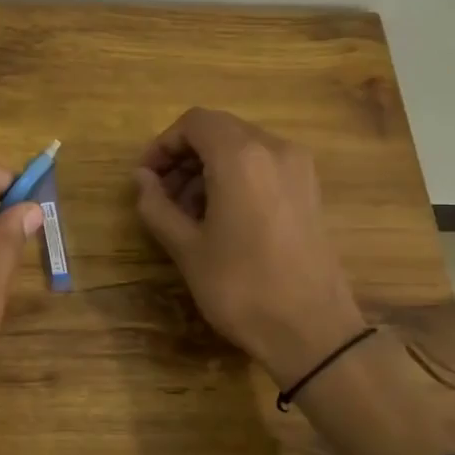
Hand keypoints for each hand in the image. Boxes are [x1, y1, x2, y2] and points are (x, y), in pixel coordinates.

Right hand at [134, 108, 364, 386]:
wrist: (312, 331)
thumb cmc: (241, 287)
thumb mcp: (186, 247)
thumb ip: (156, 205)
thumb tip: (142, 179)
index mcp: (241, 157)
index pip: (194, 123)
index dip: (163, 145)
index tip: (146, 178)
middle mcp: (275, 149)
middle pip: (219, 130)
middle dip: (184, 157)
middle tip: (162, 196)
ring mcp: (299, 169)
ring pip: (242, 147)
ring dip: (208, 168)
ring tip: (189, 213)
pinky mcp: (310, 190)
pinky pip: (264, 166)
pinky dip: (236, 177)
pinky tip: (222, 218)